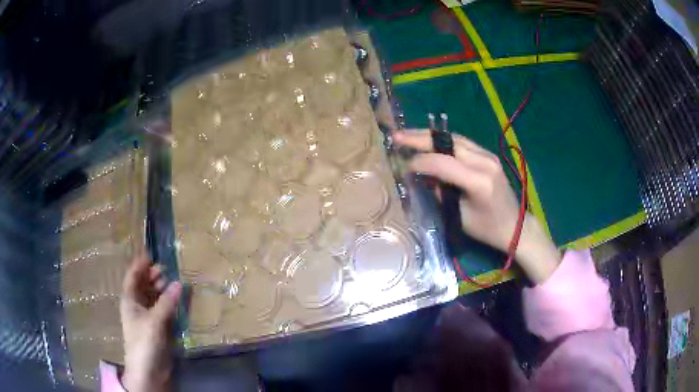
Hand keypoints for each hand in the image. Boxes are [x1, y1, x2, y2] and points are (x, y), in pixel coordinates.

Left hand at [120, 254, 180, 391]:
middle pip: (143, 285)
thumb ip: (167, 302)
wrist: (148, 370)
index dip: (140, 264)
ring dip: (162, 288)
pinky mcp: (157, 327)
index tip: (152, 253)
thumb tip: (179, 283)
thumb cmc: (144, 342)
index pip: (133, 276)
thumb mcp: (154, 321)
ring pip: (153, 296)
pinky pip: (162, 309)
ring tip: (173, 281)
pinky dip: (168, 302)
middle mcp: (137, 305)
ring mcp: (147, 316)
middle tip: (167, 268)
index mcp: (130, 300)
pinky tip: (177, 299)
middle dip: (153, 275)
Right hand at [393, 130, 560, 283]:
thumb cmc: (487, 229)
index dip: (419, 162)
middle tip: (397, 136)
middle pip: (447, 143)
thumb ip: (441, 194)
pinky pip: (462, 142)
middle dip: (419, 138)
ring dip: (430, 136)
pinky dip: (443, 141)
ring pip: (454, 138)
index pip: (442, 163)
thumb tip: (424, 178)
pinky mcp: (489, 155)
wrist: (515, 226)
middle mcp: (484, 162)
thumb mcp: (460, 217)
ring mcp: (488, 155)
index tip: (402, 166)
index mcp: (478, 181)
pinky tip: (430, 141)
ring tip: (408, 135)